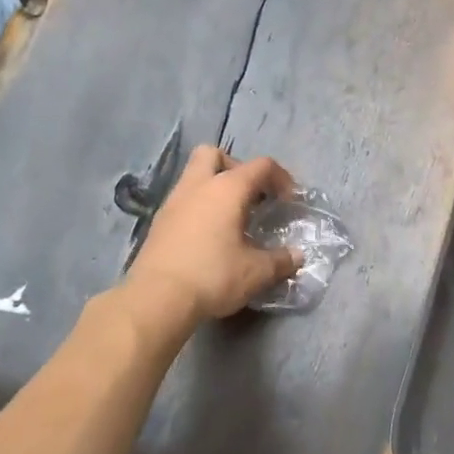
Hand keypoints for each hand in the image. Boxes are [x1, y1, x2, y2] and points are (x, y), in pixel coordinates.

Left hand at [124, 147, 304, 326]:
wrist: (157, 298)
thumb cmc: (213, 276)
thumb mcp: (256, 272)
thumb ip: (281, 260)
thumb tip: (296, 256)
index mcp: (227, 189)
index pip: (260, 166)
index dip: (281, 177)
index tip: (289, 200)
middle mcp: (198, 186)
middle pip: (214, 154)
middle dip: (235, 167)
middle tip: (250, 196)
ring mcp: (173, 202)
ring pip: (194, 177)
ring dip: (214, 189)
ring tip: (231, 219)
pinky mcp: (158, 222)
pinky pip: (182, 201)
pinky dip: (198, 208)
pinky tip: (208, 236)